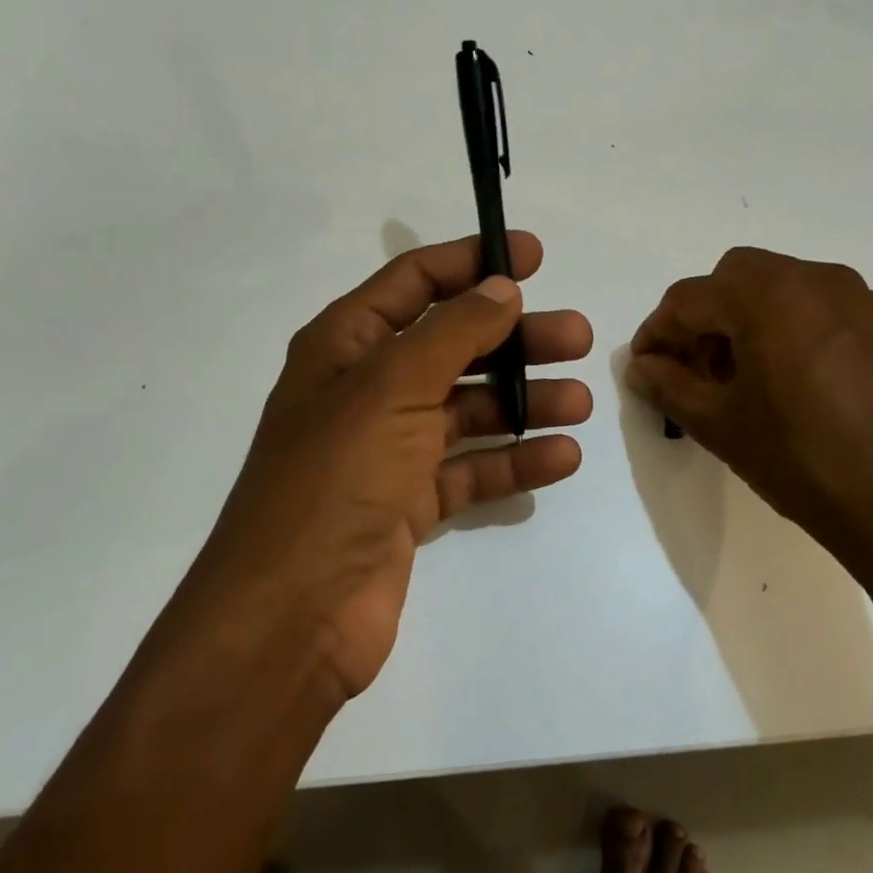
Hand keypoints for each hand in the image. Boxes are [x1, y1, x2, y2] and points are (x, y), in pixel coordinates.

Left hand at [195, 232, 592, 700]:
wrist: (291, 617)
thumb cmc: (336, 479)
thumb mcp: (392, 387)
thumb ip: (453, 331)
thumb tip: (501, 287)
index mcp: (346, 347)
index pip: (414, 282)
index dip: (471, 261)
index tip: (534, 255)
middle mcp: (367, 391)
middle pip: (453, 346)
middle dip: (515, 338)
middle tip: (577, 336)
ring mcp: (389, 450)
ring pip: (470, 408)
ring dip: (524, 401)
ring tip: (580, 401)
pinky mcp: (410, 504)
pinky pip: (472, 468)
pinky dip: (514, 461)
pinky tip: (563, 456)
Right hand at [627, 247, 872, 610]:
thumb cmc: (803, 463)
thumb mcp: (720, 425)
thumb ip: (669, 385)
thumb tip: (641, 366)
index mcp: (769, 295)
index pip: (689, 298)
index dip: (657, 332)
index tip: (644, 367)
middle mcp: (817, 279)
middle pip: (736, 278)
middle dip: (704, 317)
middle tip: (694, 370)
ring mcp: (861, 299)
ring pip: (781, 288)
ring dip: (747, 319)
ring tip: (742, 379)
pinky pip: (821, 307)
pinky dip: (790, 327)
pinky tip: (792, 382)